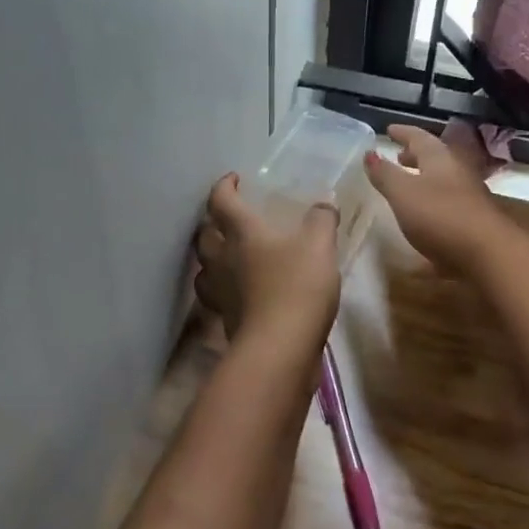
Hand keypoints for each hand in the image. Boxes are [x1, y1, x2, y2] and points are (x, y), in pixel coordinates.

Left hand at [193, 173, 339, 340]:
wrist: (280, 349)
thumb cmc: (297, 287)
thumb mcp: (319, 246)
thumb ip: (322, 220)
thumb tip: (324, 204)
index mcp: (241, 232)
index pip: (221, 201)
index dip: (224, 186)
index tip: (233, 179)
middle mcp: (223, 259)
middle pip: (204, 235)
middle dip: (212, 223)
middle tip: (228, 218)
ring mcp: (220, 292)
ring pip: (204, 268)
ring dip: (212, 258)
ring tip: (229, 255)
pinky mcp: (226, 320)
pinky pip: (218, 297)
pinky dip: (225, 289)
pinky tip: (242, 291)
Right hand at [363, 125, 507, 273]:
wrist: (489, 253)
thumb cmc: (440, 216)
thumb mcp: (403, 193)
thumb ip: (385, 174)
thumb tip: (369, 152)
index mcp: (439, 159)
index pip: (419, 137)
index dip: (402, 133)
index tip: (389, 130)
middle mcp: (457, 172)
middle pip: (434, 158)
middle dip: (414, 156)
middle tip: (398, 157)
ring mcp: (469, 197)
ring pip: (443, 181)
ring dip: (424, 180)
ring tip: (407, 187)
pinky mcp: (474, 221)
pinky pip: (448, 204)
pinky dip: (432, 204)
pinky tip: (423, 219)